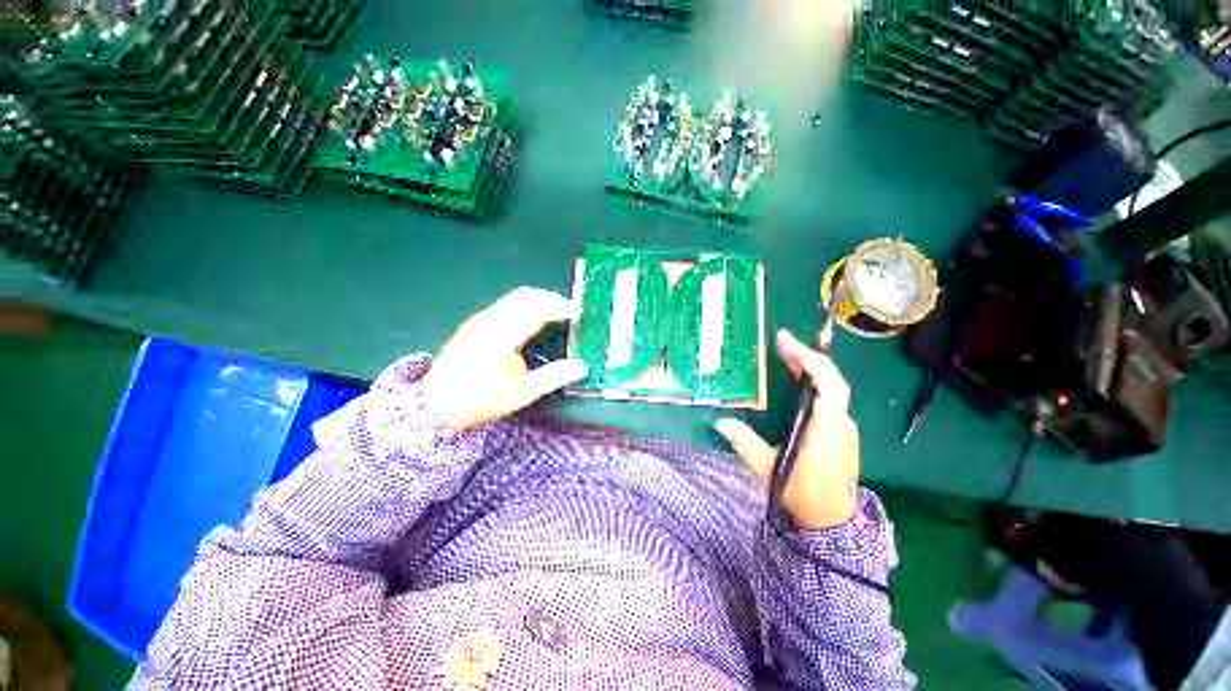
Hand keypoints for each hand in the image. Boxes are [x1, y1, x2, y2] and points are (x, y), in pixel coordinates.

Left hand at [422, 287, 588, 430]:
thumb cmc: (480, 400)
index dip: (560, 307)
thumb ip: (554, 376)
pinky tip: (529, 319)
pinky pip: (504, 305)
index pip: (538, 310)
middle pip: (525, 297)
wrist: (435, 404)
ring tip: (554, 311)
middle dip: (550, 298)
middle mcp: (491, 320)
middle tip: (569, 308)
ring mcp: (479, 320)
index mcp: (503, 335)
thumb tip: (581, 366)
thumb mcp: (522, 393)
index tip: (578, 312)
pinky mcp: (473, 324)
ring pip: (513, 298)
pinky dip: (524, 305)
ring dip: (537, 300)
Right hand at [715, 329, 860, 529]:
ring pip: (833, 390)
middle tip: (782, 343)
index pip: (829, 386)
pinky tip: (798, 383)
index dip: (811, 361)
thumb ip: (745, 444)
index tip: (786, 343)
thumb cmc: (802, 495)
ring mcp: (844, 429)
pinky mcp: (841, 434)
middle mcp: (841, 424)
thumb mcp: (768, 469)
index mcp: (826, 430)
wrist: (832, 524)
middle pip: (832, 381)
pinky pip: (831, 400)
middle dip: (808, 358)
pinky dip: (815, 384)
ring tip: (787, 356)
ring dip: (812, 369)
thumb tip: (721, 423)